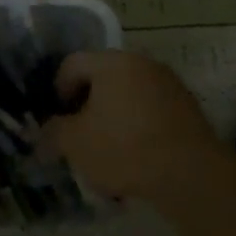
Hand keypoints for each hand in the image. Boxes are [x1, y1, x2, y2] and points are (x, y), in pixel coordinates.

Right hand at [44, 50, 219, 201]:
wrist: (191, 174)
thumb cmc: (124, 148)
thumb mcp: (75, 143)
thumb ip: (53, 133)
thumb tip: (45, 132)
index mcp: (110, 62)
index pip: (72, 64)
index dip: (58, 91)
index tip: (58, 120)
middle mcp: (141, 62)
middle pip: (103, 77)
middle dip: (88, 104)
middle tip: (81, 135)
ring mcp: (168, 83)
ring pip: (129, 95)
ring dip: (115, 116)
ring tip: (110, 150)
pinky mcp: (188, 107)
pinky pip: (152, 110)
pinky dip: (139, 126)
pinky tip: (138, 157)